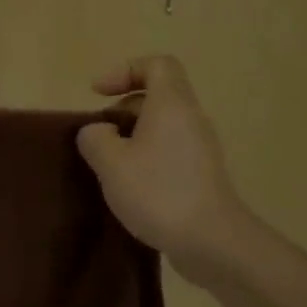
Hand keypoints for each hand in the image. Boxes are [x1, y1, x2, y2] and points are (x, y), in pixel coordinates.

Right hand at [76, 55, 253, 282]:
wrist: (212, 242)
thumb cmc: (158, 192)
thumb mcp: (110, 162)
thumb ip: (95, 137)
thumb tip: (98, 132)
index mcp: (172, 105)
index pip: (156, 65)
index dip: (124, 70)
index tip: (98, 94)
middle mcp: (190, 120)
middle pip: (158, 95)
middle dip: (122, 108)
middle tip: (98, 133)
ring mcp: (200, 149)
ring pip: (162, 126)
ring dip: (131, 136)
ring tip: (108, 163)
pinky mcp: (201, 175)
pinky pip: (169, 151)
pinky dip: (145, 157)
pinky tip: (128, 186)